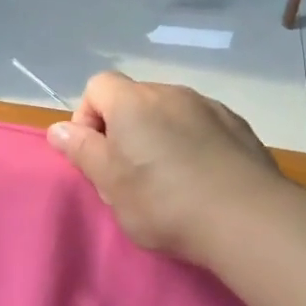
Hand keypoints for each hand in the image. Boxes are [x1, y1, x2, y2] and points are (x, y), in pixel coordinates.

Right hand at [46, 72, 285, 262]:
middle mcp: (171, 93)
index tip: (96, 155)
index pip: (97, 86)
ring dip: (160, 135)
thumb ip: (81, 150)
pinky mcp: (239, 126)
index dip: (87, 117)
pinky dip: (193, 142)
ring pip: (169, 112)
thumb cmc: (163, 202)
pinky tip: (202, 178)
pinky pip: (202, 125)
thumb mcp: (109, 183)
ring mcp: (209, 107)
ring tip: (170, 178)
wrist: (247, 219)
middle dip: (124, 128)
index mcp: (133, 102)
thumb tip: (58, 129)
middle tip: (129, 174)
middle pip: (134, 99)